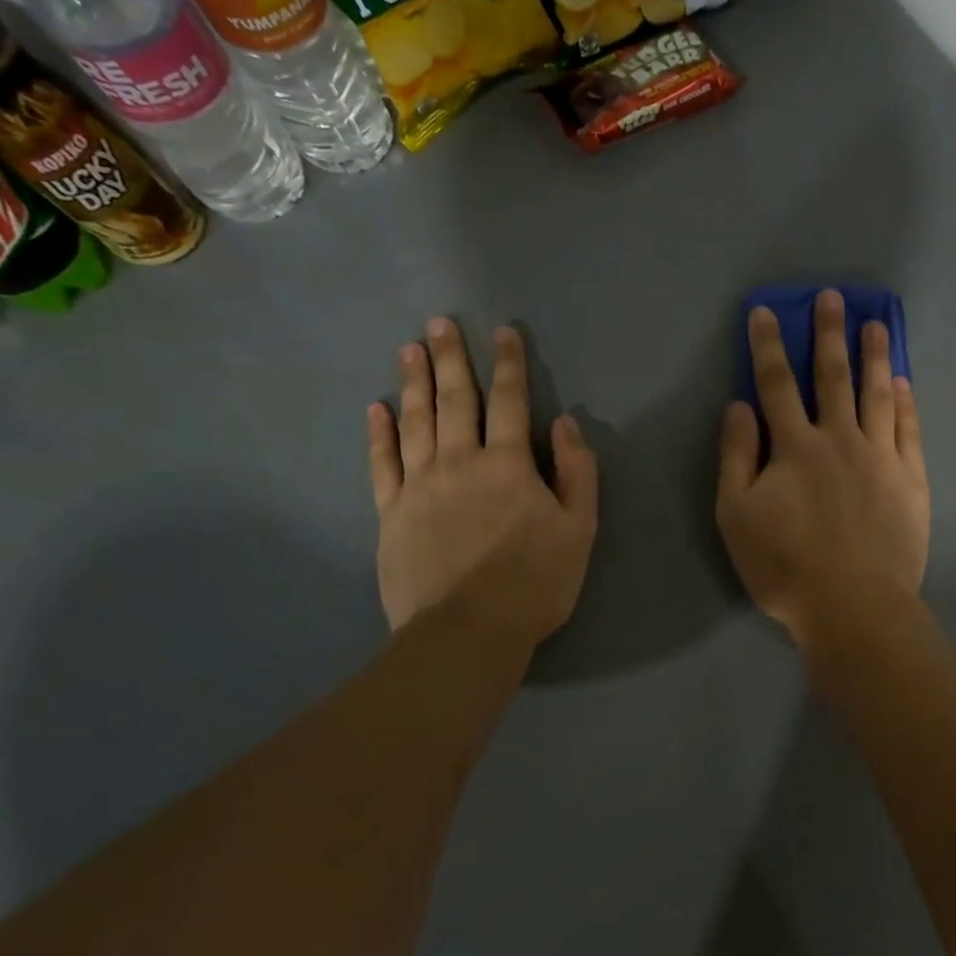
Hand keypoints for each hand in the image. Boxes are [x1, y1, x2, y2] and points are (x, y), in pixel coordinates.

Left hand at [368, 318, 597, 643]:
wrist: (468, 632)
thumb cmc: (535, 582)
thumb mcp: (579, 529)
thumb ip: (577, 473)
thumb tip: (565, 424)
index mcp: (508, 465)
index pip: (510, 402)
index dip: (509, 364)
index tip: (504, 332)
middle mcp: (459, 462)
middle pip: (455, 400)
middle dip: (452, 358)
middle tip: (440, 323)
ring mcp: (419, 486)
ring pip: (415, 422)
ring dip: (414, 383)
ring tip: (410, 349)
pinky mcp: (391, 513)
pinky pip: (382, 463)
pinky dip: (379, 434)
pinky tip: (376, 409)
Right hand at [716, 290, 929, 649]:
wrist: (854, 606)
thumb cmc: (785, 565)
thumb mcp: (736, 515)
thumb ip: (736, 456)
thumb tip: (740, 406)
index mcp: (795, 446)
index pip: (777, 384)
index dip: (769, 346)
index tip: (766, 312)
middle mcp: (840, 439)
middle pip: (833, 377)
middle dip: (830, 334)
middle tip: (834, 298)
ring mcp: (881, 457)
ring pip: (877, 394)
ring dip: (875, 356)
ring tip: (877, 324)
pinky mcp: (910, 480)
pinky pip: (909, 429)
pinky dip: (905, 402)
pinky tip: (903, 382)